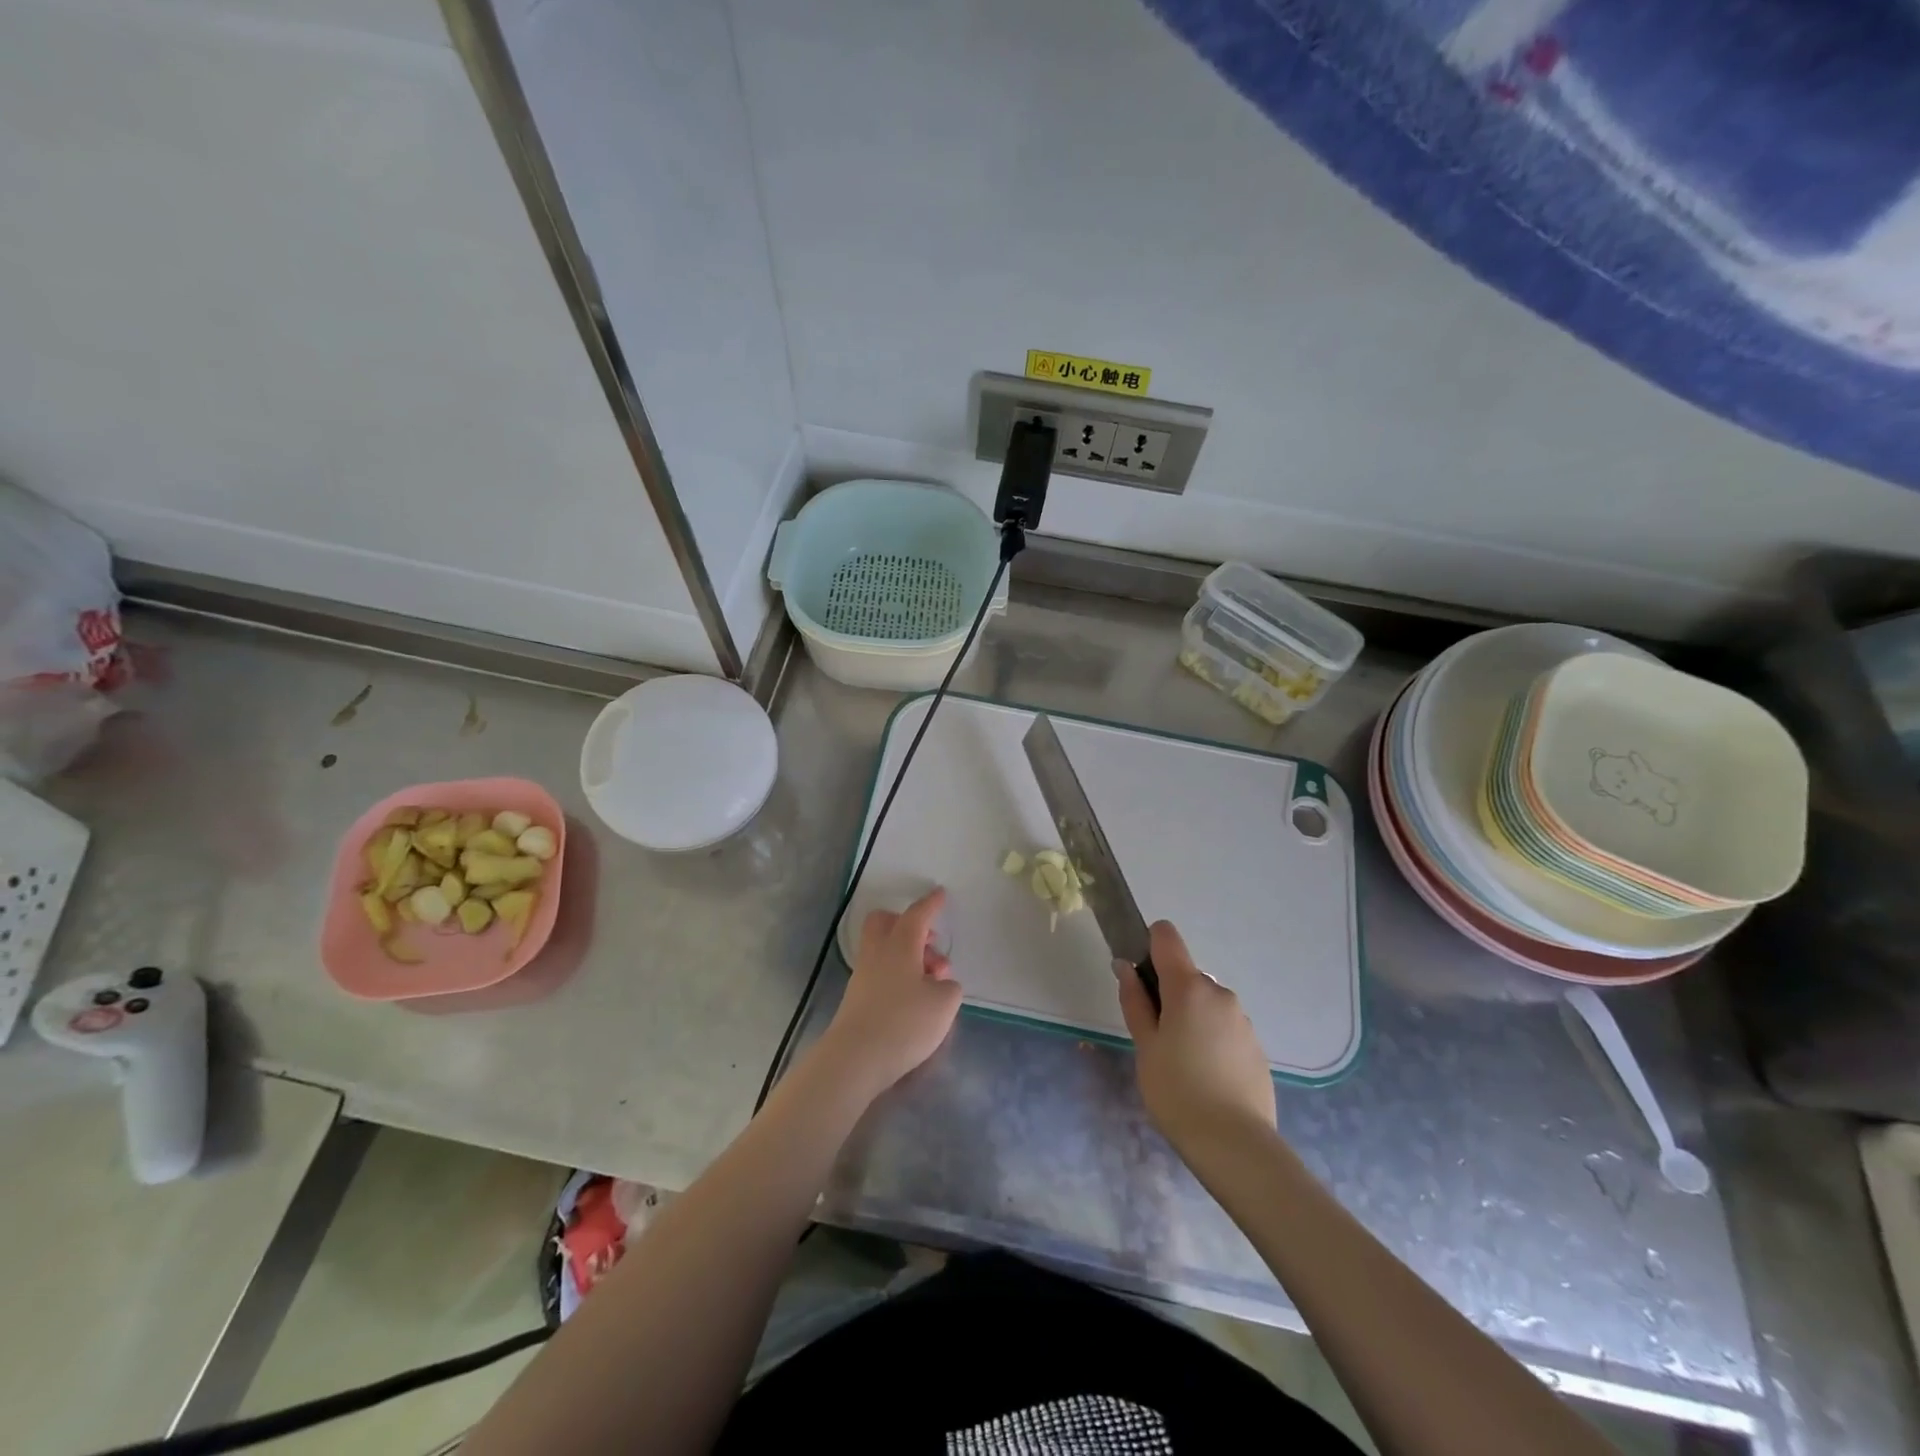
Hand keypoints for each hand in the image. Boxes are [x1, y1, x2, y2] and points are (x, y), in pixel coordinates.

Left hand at [819, 888, 962, 1099]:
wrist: (855, 1059)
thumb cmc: (904, 1023)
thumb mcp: (944, 1004)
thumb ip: (949, 987)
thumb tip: (939, 983)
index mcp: (900, 945)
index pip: (917, 915)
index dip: (931, 904)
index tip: (940, 894)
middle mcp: (878, 953)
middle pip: (885, 923)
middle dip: (908, 924)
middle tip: (930, 944)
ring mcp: (863, 976)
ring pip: (884, 948)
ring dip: (907, 955)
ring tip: (931, 982)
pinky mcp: (857, 998)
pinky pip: (880, 971)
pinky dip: (898, 975)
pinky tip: (914, 999)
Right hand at [1116, 921, 1275, 1152]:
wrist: (1235, 1145)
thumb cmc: (1177, 1091)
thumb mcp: (1144, 1045)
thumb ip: (1134, 1000)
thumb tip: (1126, 966)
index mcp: (1188, 987)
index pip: (1166, 936)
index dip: (1148, 945)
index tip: (1138, 976)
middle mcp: (1219, 993)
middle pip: (1186, 975)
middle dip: (1168, 994)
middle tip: (1154, 1037)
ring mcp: (1242, 1019)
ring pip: (1205, 1003)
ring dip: (1190, 1017)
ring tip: (1180, 1063)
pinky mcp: (1255, 1045)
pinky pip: (1224, 1027)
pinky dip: (1210, 1038)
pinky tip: (1205, 1076)